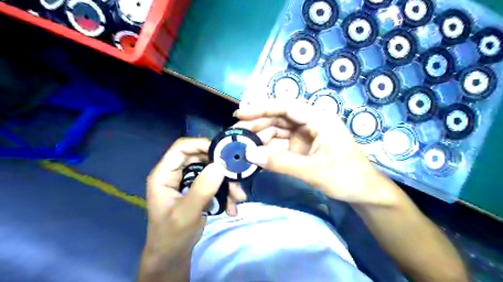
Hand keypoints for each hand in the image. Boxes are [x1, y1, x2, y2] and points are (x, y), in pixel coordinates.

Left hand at [136, 138, 246, 280]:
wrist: (173, 256)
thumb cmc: (172, 236)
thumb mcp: (186, 214)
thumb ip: (202, 189)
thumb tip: (220, 166)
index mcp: (164, 174)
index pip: (181, 148)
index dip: (202, 145)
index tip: (223, 154)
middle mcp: (176, 173)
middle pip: (201, 157)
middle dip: (220, 168)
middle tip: (236, 178)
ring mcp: (188, 181)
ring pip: (211, 170)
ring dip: (227, 182)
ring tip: (238, 198)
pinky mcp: (198, 189)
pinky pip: (215, 182)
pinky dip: (226, 192)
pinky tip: (232, 207)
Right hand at [235, 100, 396, 205]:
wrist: (363, 191)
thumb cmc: (345, 176)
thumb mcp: (313, 170)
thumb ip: (281, 163)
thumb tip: (250, 155)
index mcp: (318, 119)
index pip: (286, 107)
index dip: (261, 108)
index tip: (240, 114)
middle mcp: (310, 122)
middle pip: (279, 118)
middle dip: (257, 125)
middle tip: (237, 134)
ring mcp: (306, 135)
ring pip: (278, 131)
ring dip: (261, 138)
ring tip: (243, 146)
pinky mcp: (303, 147)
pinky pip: (281, 144)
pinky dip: (269, 149)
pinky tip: (256, 154)